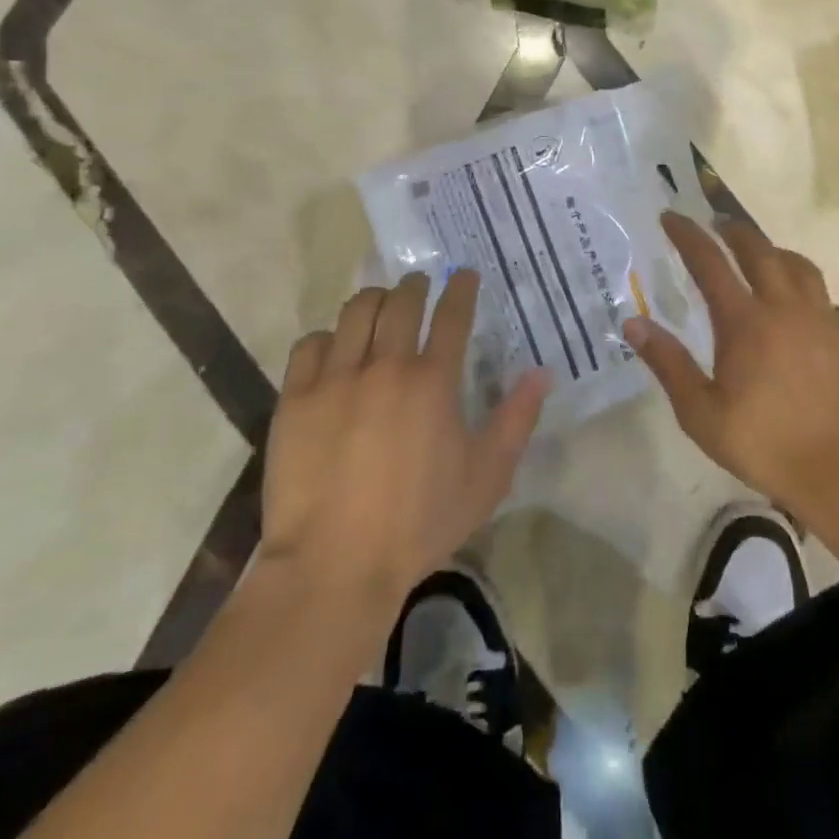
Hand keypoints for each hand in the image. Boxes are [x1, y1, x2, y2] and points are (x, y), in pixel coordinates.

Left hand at [259, 271, 547, 615]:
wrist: (335, 564)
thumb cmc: (420, 521)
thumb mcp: (487, 476)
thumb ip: (517, 419)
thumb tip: (542, 373)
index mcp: (434, 380)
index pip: (451, 314)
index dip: (460, 288)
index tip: (464, 275)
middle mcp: (385, 366)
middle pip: (401, 301)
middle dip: (415, 285)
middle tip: (419, 285)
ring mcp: (336, 379)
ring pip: (355, 312)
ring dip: (374, 300)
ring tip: (380, 305)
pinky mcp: (296, 398)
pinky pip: (310, 344)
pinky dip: (328, 337)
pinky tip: (335, 348)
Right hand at [625, 213, 838, 526]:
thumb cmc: (769, 445)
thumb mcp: (703, 414)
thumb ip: (669, 364)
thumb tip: (633, 324)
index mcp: (745, 321)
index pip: (709, 262)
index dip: (687, 235)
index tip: (671, 215)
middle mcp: (786, 307)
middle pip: (759, 250)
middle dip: (735, 231)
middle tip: (720, 223)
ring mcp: (826, 318)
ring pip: (801, 267)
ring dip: (777, 253)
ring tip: (767, 255)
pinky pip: (830, 302)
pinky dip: (813, 297)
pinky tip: (810, 314)